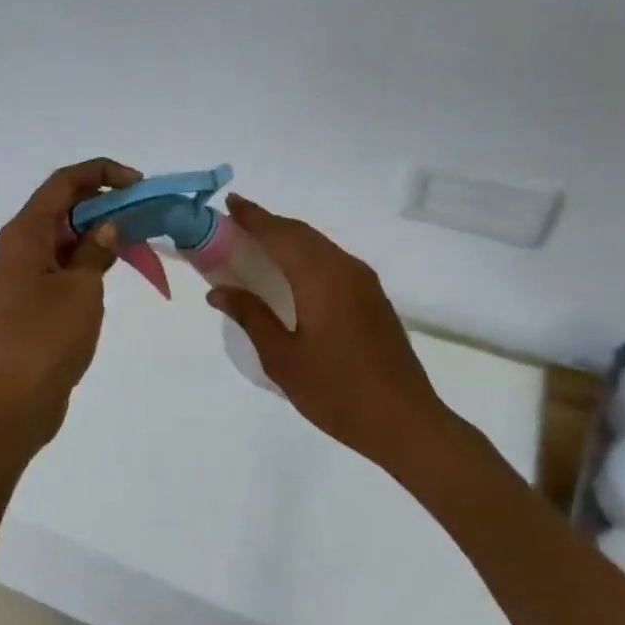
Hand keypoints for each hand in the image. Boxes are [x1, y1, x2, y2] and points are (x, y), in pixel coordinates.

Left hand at [0, 158, 142, 426]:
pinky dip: (87, 256)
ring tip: (136, 235)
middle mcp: (18, 245)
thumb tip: (108, 227)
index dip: (101, 173)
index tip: (138, 184)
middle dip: (103, 201)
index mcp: (24, 233)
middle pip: (62, 205)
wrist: (15, 399)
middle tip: (142, 211)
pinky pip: (61, 261)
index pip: (63, 183)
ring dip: (97, 230)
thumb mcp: (82, 287)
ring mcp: (22, 272)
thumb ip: (96, 250)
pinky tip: (114, 264)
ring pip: (63, 235)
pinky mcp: (30, 296)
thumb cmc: (48, 337)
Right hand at [205, 196, 448, 473]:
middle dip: (267, 223)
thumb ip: (251, 317)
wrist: (406, 422)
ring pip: (318, 245)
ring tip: (256, 244)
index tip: (229, 203)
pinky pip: (332, 260)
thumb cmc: (337, 392)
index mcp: (320, 278)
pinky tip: (291, 272)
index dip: (252, 217)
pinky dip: (305, 255)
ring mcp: (364, 282)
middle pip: (300, 233)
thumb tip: (219, 291)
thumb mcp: (283, 358)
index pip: (279, 234)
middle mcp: (345, 268)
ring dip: (287, 238)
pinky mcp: (373, 297)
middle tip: (235, 223)